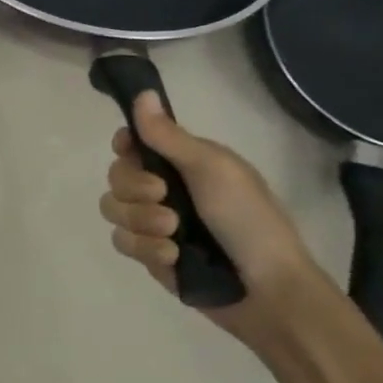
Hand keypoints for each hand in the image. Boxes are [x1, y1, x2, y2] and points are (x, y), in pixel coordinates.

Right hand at [100, 92, 327, 336]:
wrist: (268, 289)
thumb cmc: (248, 219)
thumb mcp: (212, 169)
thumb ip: (169, 136)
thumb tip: (142, 93)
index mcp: (183, 163)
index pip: (134, 144)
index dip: (126, 147)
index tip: (130, 152)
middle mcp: (165, 189)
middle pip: (116, 177)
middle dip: (135, 190)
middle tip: (164, 197)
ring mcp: (155, 224)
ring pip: (114, 211)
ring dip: (142, 222)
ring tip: (174, 235)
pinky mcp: (150, 255)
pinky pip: (123, 243)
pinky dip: (147, 249)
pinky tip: (174, 258)